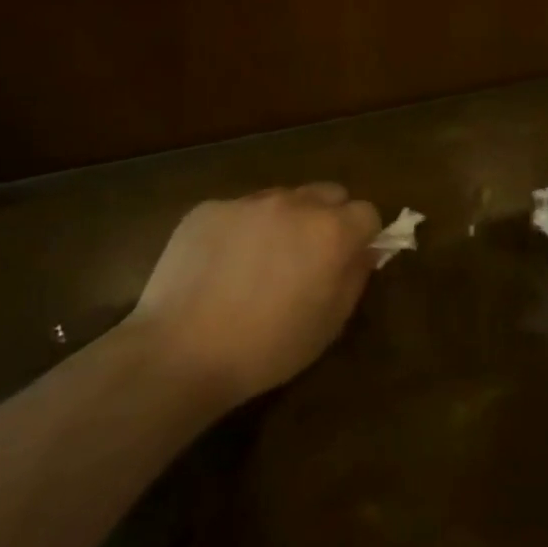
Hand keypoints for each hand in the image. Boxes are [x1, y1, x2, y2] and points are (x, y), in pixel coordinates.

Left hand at [128, 184, 382, 405]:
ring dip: (285, 220)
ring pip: (283, 198)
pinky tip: (222, 266)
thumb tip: (363, 251)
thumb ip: (354, 277)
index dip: (362, 236)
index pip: (367, 212)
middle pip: (328, 193)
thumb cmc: (267, 348)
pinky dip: (241, 230)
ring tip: (261, 262)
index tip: (347, 260)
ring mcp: (248, 202)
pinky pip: (240, 211)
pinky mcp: (209, 208)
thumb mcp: (329, 324)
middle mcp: (294, 204)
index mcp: (331, 231)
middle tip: (309, 257)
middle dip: (328, 218)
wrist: (180, 353)